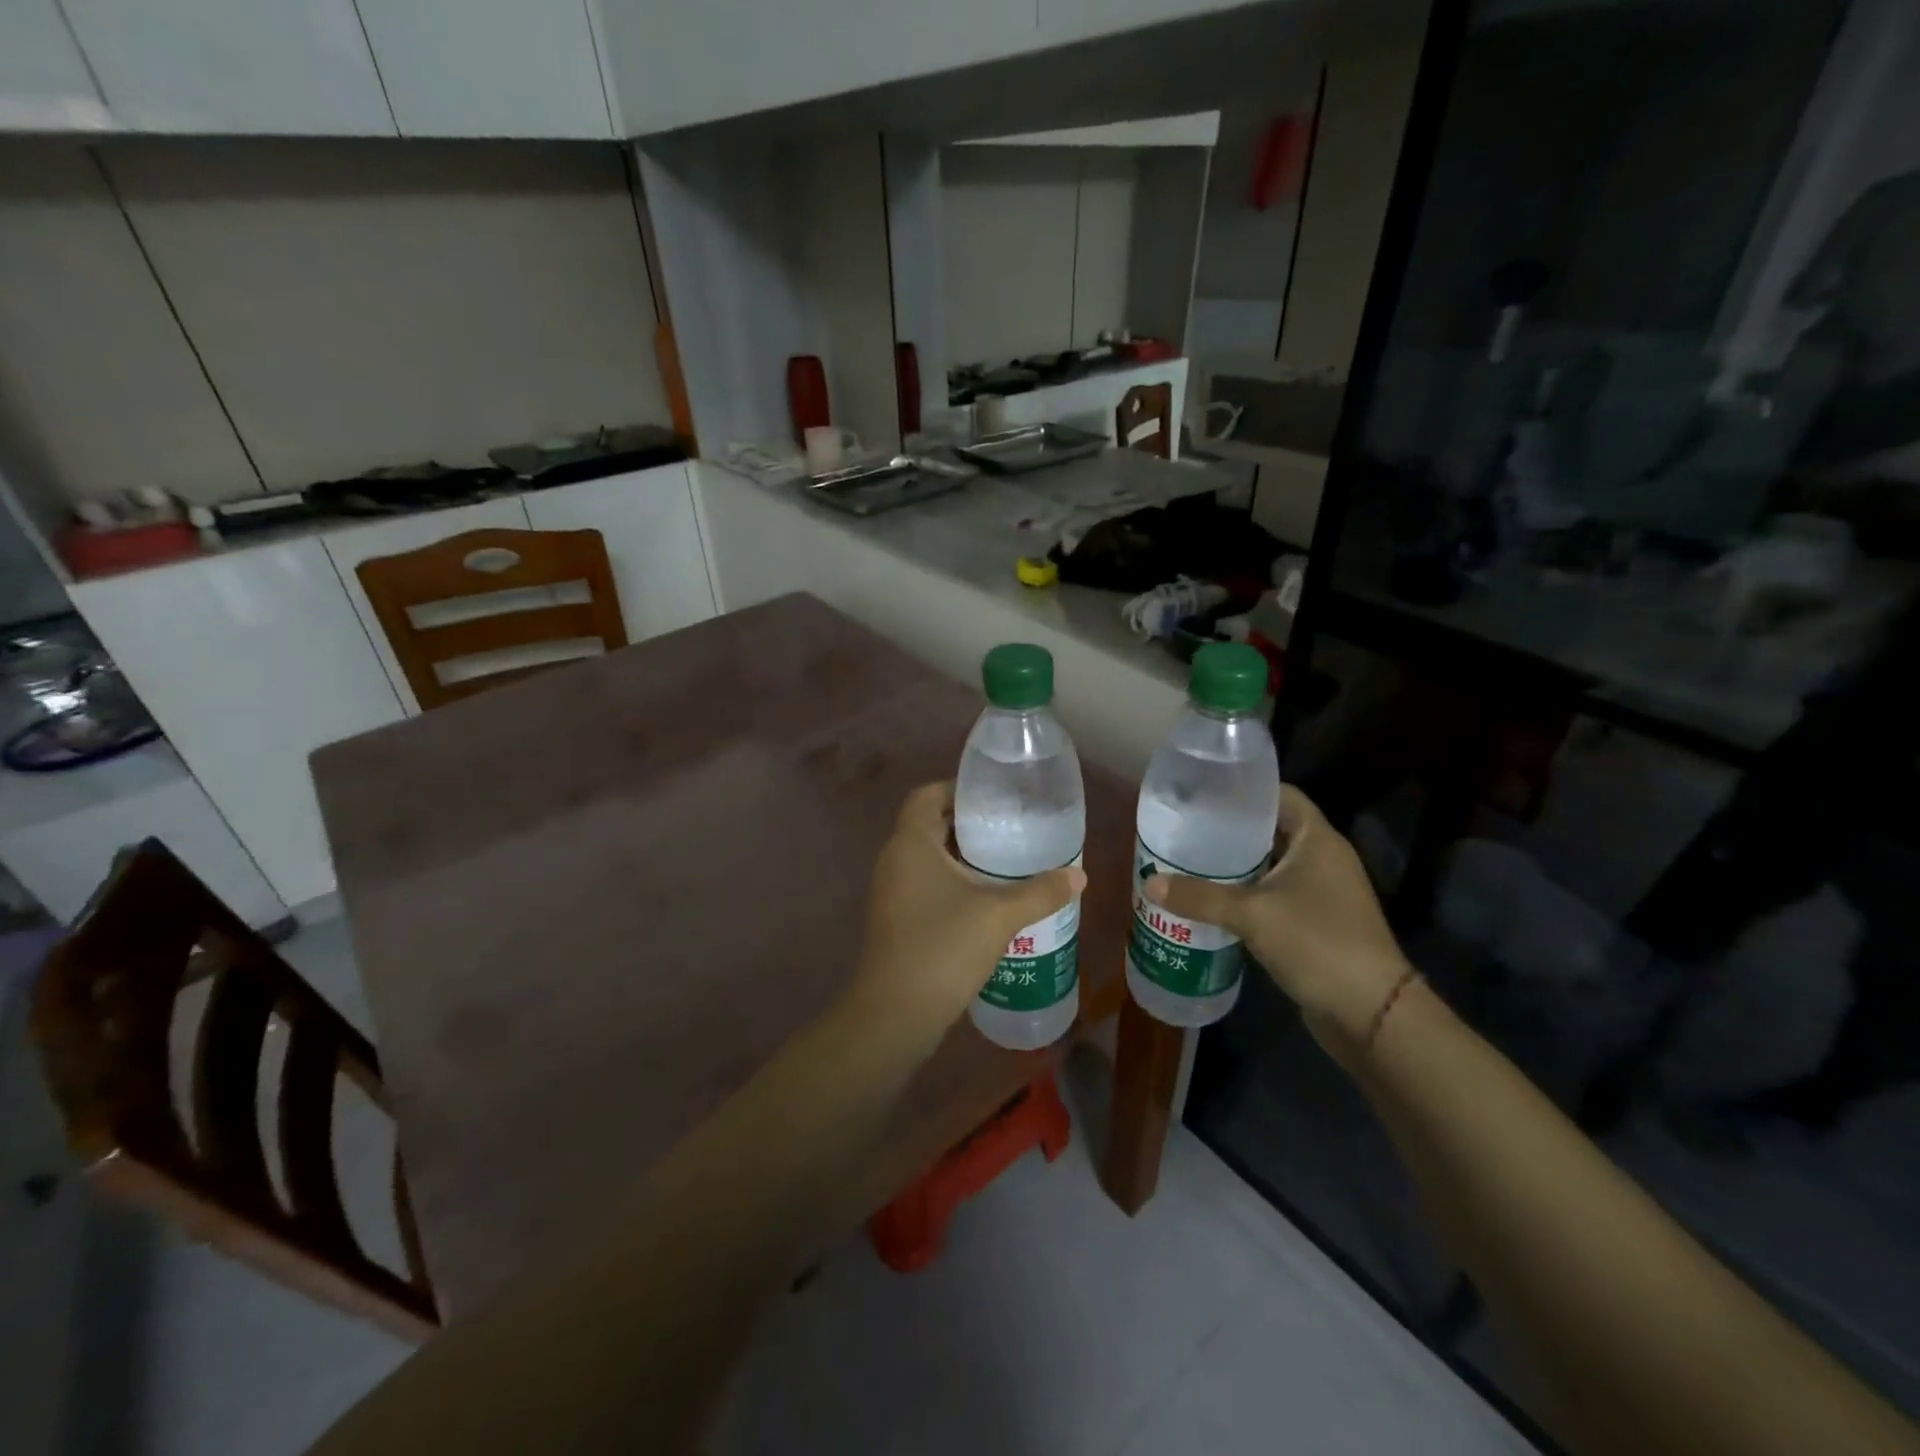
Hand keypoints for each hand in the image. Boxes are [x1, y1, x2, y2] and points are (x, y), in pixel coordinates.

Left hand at [850, 782, 1085, 1040]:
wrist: (896, 1013)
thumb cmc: (943, 947)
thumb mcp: (1000, 915)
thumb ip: (1041, 891)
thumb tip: (1079, 875)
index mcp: (910, 843)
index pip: (926, 795)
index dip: (957, 789)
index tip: (993, 797)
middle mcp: (894, 860)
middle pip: (929, 825)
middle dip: (967, 824)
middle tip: (1009, 827)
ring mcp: (891, 892)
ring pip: (927, 858)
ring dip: (960, 856)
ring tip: (1005, 861)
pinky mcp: (896, 920)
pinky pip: (924, 885)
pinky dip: (951, 883)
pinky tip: (985, 900)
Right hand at [1145, 785, 1408, 1061]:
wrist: (1371, 1013)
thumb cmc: (1317, 943)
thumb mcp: (1252, 915)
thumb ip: (1200, 897)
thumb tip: (1149, 882)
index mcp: (1318, 840)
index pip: (1281, 795)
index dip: (1245, 790)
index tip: (1204, 791)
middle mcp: (1323, 859)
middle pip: (1271, 830)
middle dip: (1230, 829)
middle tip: (1186, 827)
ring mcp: (1322, 893)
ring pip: (1271, 866)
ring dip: (1236, 865)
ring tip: (1189, 860)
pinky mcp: (1316, 923)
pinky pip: (1274, 896)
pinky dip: (1246, 895)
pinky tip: (1212, 901)